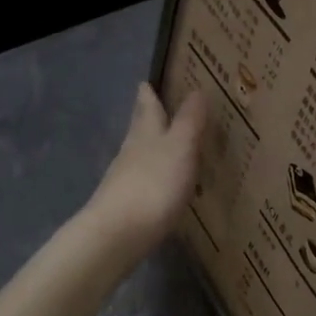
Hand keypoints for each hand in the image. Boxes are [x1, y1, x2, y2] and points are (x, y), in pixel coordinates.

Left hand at [84, 84, 207, 261]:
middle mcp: (131, 151)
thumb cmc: (154, 184)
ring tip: (165, 144)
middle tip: (153, 104)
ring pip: (139, 154)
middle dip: (147, 117)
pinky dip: (153, 175)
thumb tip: (196, 90)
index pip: (147, 106)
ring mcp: (126, 179)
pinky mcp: (127, 205)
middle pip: (139, 128)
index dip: (148, 94)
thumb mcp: (180, 148)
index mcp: (145, 133)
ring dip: (150, 146)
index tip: (146, 82)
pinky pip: (143, 181)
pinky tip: (161, 183)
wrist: (118, 234)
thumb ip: (189, 121)